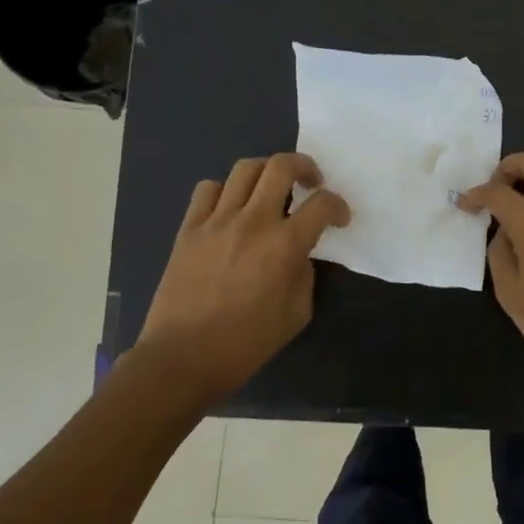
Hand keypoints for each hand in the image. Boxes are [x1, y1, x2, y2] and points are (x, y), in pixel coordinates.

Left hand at [133, 153, 350, 401]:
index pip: (322, 204)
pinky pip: (208, 190)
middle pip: (282, 166)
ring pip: (245, 169)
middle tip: (311, 181)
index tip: (339, 218)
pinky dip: (226, 190)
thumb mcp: (296, 314)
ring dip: (266, 172)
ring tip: (271, 188)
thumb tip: (298, 254)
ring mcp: (217, 221)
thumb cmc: (246, 344)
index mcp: (284, 245)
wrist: (183, 357)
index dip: (338, 206)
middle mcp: (253, 222)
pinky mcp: (189, 228)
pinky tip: (231, 207)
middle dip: (305, 166)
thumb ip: (304, 275)